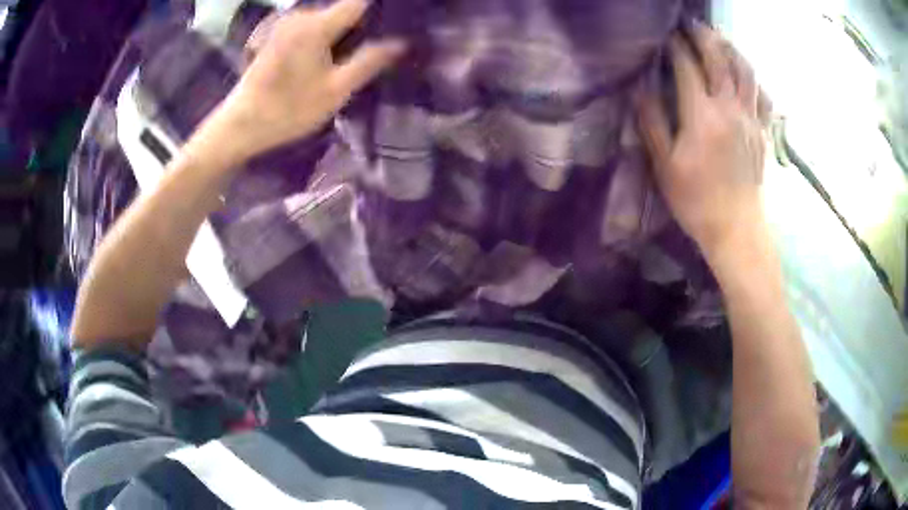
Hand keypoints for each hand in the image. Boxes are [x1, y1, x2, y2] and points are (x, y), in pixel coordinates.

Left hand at [211, 0, 404, 162]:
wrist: (240, 125)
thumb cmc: (288, 110)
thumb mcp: (335, 90)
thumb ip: (369, 62)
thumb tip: (402, 42)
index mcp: (317, 24)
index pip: (360, 1)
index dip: (381, 9)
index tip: (399, 22)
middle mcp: (301, 15)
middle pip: (344, 9)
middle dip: (364, 23)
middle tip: (382, 45)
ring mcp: (287, 23)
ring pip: (328, 17)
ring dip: (345, 30)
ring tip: (360, 51)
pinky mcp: (277, 33)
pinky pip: (312, 25)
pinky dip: (327, 34)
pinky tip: (331, 55)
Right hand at [638, 24, 768, 259]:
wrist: (737, 229)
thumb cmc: (697, 201)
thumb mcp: (665, 167)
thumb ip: (652, 123)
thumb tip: (640, 89)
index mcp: (702, 116)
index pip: (687, 67)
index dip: (675, 46)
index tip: (666, 35)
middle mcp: (729, 109)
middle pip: (719, 60)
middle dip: (703, 36)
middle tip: (691, 24)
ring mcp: (750, 119)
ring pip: (745, 71)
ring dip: (732, 49)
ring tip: (720, 38)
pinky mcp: (762, 132)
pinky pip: (762, 96)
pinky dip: (754, 79)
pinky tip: (746, 74)